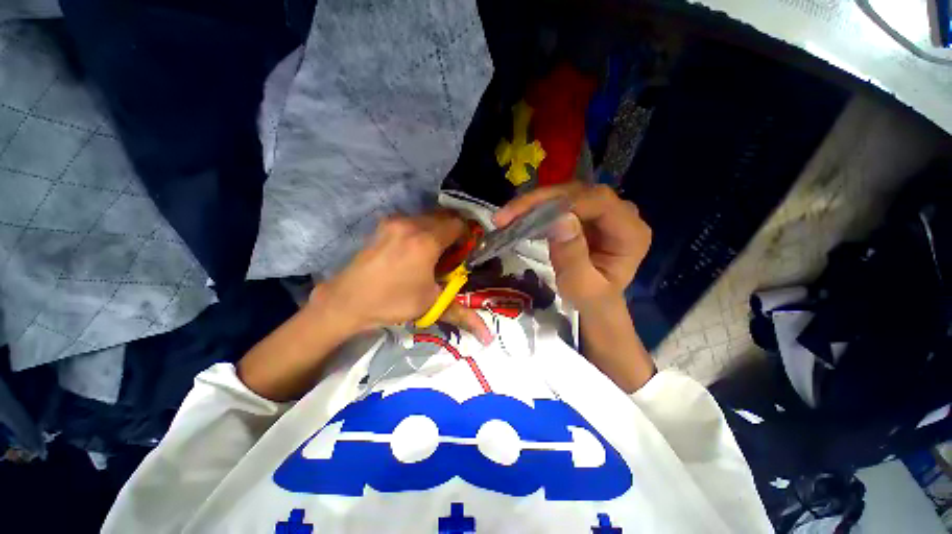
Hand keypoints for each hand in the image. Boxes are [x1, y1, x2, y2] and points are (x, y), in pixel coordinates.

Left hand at [311, 211, 491, 342]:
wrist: (347, 300)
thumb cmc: (392, 302)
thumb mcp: (430, 305)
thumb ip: (462, 314)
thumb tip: (489, 338)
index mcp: (426, 241)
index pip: (458, 224)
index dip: (467, 235)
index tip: (465, 251)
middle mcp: (411, 224)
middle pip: (444, 216)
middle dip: (453, 231)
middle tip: (452, 252)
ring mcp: (395, 221)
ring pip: (428, 216)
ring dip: (437, 229)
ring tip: (434, 251)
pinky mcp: (384, 224)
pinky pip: (412, 220)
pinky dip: (421, 229)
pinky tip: (415, 249)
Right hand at [494, 184, 650, 310]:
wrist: (593, 302)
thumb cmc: (591, 300)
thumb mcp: (582, 287)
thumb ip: (573, 256)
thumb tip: (560, 218)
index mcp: (631, 233)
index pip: (599, 202)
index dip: (563, 203)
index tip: (528, 214)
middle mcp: (621, 214)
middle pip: (579, 193)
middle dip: (540, 201)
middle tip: (506, 216)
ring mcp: (601, 212)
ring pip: (565, 194)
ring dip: (533, 204)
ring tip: (505, 217)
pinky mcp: (584, 214)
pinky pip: (559, 203)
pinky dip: (536, 210)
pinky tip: (516, 218)